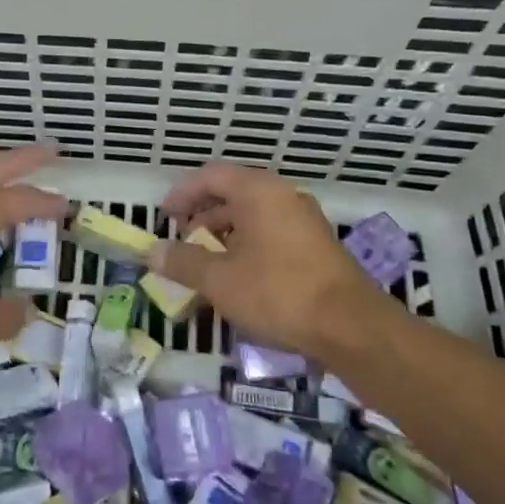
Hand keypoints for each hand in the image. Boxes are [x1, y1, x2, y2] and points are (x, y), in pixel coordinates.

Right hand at [150, 162, 400, 363]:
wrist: (352, 327)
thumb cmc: (278, 292)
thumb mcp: (219, 280)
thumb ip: (183, 262)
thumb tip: (152, 252)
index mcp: (259, 192)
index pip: (211, 176)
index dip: (182, 193)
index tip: (164, 217)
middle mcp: (283, 196)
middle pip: (233, 193)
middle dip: (202, 216)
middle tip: (183, 242)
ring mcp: (305, 220)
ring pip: (254, 216)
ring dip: (225, 234)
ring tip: (207, 265)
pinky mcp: (318, 246)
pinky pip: (272, 233)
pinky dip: (248, 246)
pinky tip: (240, 278)